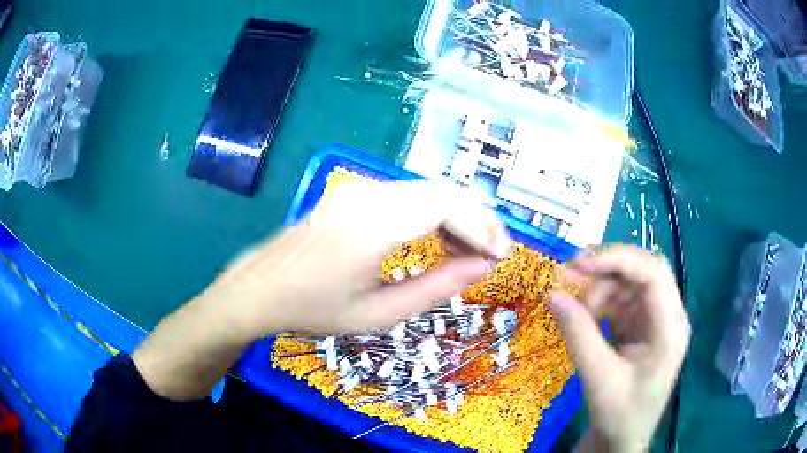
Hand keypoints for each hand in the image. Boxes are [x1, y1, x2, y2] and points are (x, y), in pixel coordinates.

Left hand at [208, 179, 509, 337]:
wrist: (261, 288)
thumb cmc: (315, 309)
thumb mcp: (379, 313)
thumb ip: (437, 288)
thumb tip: (483, 267)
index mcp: (373, 223)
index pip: (448, 205)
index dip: (483, 227)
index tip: (501, 256)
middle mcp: (369, 193)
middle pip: (443, 190)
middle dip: (478, 220)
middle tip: (493, 255)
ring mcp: (360, 189)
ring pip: (428, 190)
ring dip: (458, 216)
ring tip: (470, 253)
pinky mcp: (355, 193)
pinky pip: (408, 195)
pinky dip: (434, 214)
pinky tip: (438, 240)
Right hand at [549, 245, 689, 451]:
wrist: (623, 438)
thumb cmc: (620, 414)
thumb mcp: (598, 378)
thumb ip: (578, 335)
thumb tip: (552, 294)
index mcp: (670, 328)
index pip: (653, 273)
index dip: (618, 259)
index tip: (579, 262)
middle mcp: (668, 315)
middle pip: (642, 272)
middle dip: (606, 268)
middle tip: (569, 273)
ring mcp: (655, 319)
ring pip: (629, 283)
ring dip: (599, 287)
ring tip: (573, 307)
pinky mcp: (641, 326)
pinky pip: (621, 300)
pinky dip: (599, 302)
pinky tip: (582, 315)